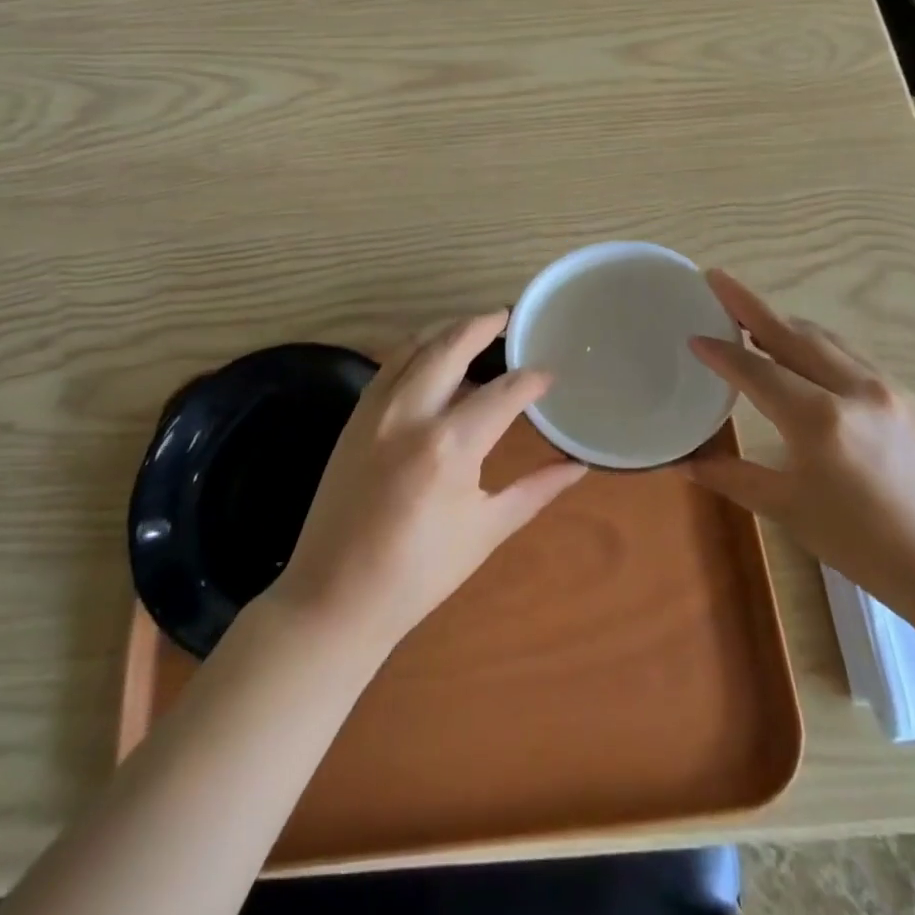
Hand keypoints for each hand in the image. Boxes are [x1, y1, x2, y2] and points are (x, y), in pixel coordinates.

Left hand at [268, 312, 585, 656]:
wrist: (335, 596)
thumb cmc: (419, 572)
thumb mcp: (486, 530)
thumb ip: (536, 490)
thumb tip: (578, 466)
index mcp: (449, 446)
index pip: (503, 393)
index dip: (531, 379)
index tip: (549, 375)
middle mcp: (410, 414)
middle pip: (451, 346)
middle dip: (483, 325)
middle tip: (507, 317)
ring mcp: (375, 410)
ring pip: (414, 346)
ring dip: (446, 329)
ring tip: (473, 326)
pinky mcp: (354, 416)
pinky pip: (389, 365)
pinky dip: (415, 350)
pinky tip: (431, 356)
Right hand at [686, 270, 914, 619]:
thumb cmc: (865, 545)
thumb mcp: (790, 511)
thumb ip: (733, 477)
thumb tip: (683, 464)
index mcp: (820, 420)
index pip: (757, 371)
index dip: (721, 352)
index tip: (693, 335)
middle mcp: (854, 389)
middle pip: (792, 333)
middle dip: (750, 305)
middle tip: (717, 280)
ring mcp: (885, 387)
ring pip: (824, 338)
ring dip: (784, 322)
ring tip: (751, 316)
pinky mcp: (905, 396)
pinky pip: (849, 354)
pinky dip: (815, 342)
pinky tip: (802, 352)